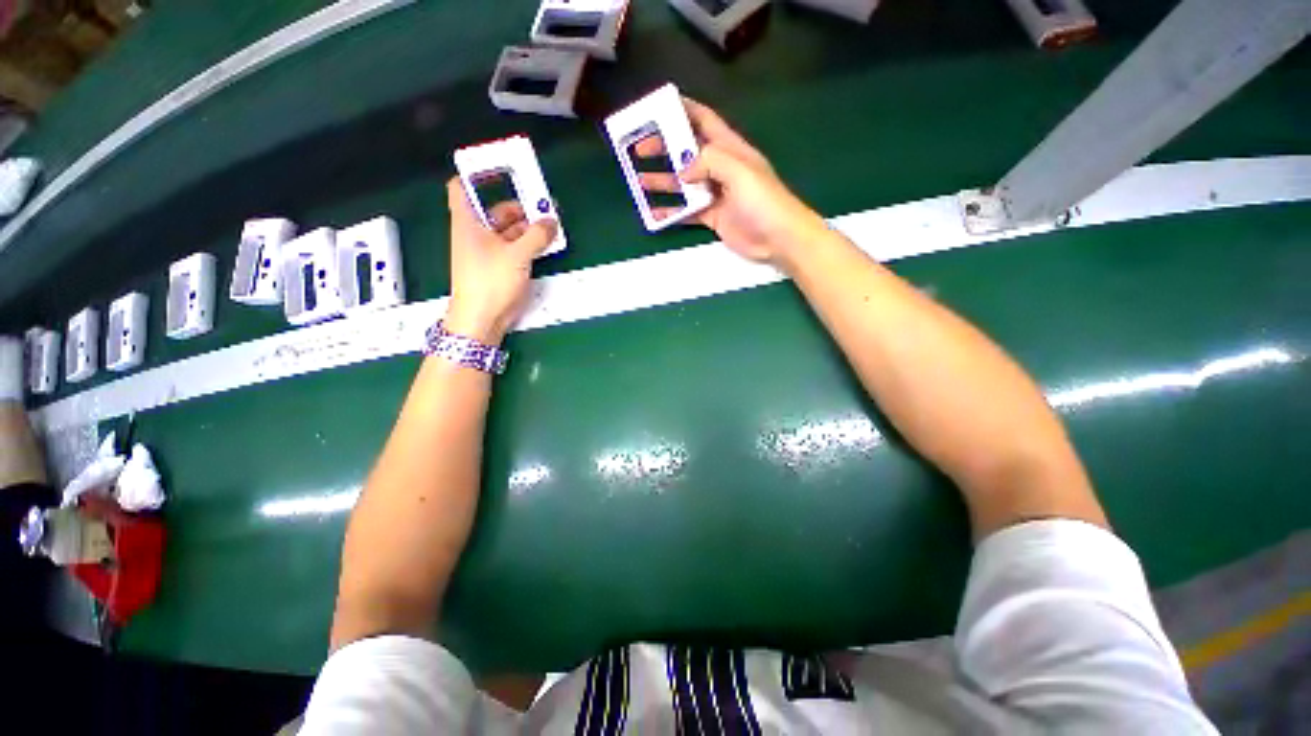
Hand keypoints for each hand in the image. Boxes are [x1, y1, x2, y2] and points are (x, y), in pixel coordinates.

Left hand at [444, 178, 556, 343]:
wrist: (481, 320)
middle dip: (518, 206)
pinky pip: (514, 248)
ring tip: (550, 226)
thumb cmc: (491, 282)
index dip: (477, 176)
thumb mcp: (517, 255)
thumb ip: (536, 235)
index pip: (461, 188)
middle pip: (494, 210)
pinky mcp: (499, 268)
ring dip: (527, 228)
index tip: (500, 171)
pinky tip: (545, 245)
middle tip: (544, 206)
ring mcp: (488, 252)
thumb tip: (551, 221)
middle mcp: (476, 234)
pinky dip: (528, 244)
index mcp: (468, 222)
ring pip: (507, 231)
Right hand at [635, 97, 827, 268]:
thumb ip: (710, 161)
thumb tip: (683, 171)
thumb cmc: (763, 200)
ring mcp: (716, 194)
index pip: (704, 120)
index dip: (682, 110)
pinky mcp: (713, 217)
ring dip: (663, 182)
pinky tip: (656, 214)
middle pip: (687, 152)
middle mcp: (720, 168)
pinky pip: (688, 212)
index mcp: (730, 149)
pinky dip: (672, 213)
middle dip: (664, 148)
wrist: (778, 238)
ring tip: (639, 182)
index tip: (656, 107)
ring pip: (684, 184)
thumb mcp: (739, 171)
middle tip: (639, 149)